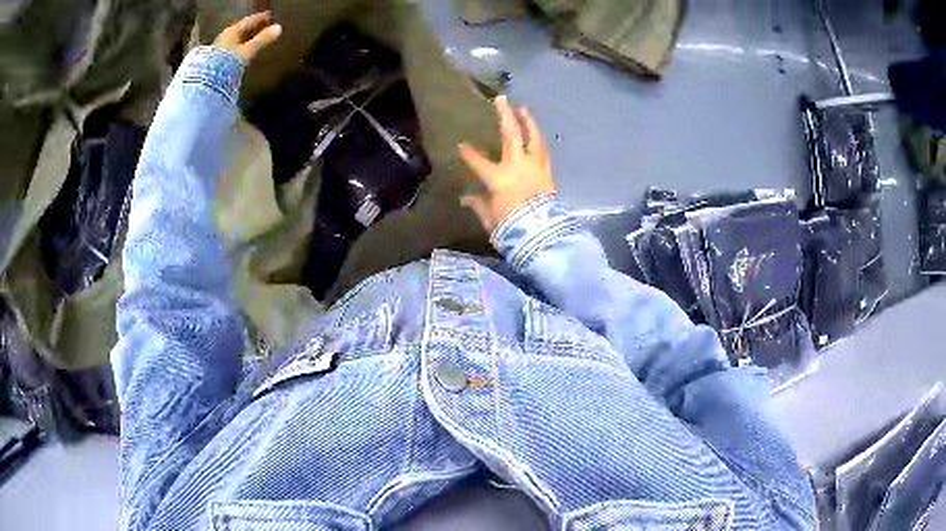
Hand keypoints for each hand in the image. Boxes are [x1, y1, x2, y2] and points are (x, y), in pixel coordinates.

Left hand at [213, 12, 281, 63]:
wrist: (208, 82)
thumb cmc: (227, 63)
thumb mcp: (248, 50)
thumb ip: (262, 39)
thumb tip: (278, 28)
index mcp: (232, 31)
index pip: (249, 20)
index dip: (259, 18)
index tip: (268, 15)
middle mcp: (224, 37)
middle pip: (241, 29)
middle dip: (252, 28)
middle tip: (263, 27)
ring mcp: (219, 48)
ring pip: (236, 39)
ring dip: (245, 39)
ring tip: (254, 40)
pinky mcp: (216, 59)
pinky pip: (231, 49)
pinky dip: (239, 48)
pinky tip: (243, 52)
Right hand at [459, 96, 555, 234]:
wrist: (543, 234)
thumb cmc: (512, 227)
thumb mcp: (491, 219)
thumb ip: (479, 205)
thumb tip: (465, 198)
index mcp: (498, 178)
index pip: (478, 162)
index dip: (469, 154)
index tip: (461, 146)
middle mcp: (517, 166)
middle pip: (510, 135)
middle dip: (504, 115)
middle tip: (501, 99)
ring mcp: (534, 167)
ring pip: (532, 138)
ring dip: (528, 122)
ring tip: (524, 109)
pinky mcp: (547, 173)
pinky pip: (542, 151)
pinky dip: (538, 140)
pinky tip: (536, 134)